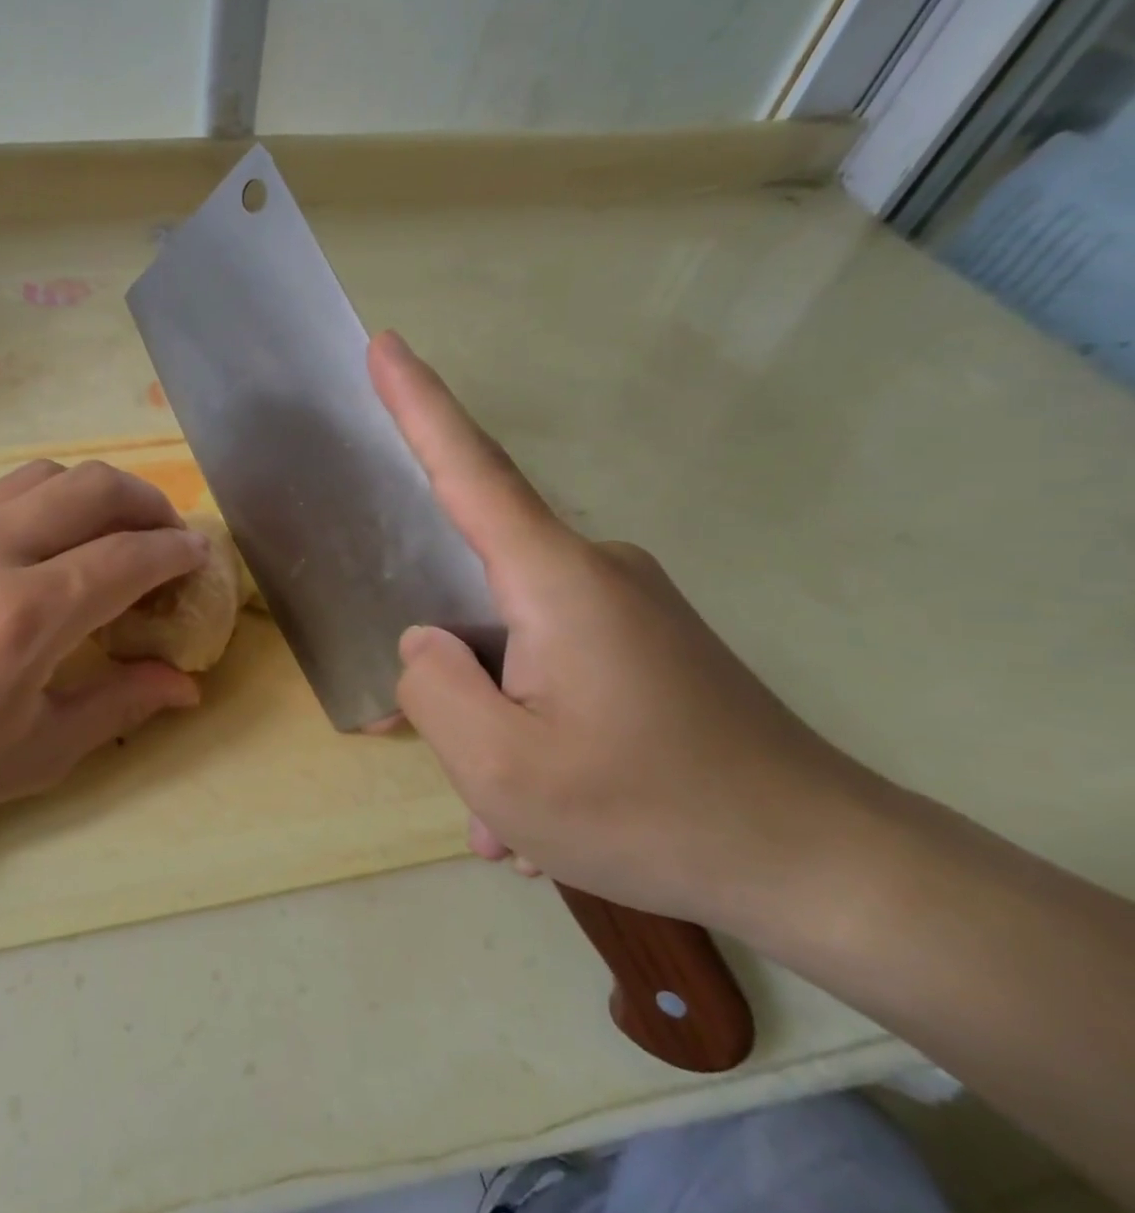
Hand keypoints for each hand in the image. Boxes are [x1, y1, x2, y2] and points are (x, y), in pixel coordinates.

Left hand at [0, 460, 207, 844]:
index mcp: (24, 616)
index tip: (201, 559)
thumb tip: (186, 684)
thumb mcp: (35, 753)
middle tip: (169, 539)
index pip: (126, 557)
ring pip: (49, 473)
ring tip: (117, 532)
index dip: (176, 553)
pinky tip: (56, 539)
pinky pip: (8, 488)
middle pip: (94, 487)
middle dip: (149, 503)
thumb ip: (119, 705)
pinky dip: (53, 496)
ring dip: (99, 492)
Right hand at [369, 331, 884, 937]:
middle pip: (478, 590)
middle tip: (459, 768)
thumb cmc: (653, 814)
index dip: (420, 406)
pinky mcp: (646, 644)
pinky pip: (554, 669)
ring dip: (498, 725)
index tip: (385, 344)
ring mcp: (627, 608)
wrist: (827, 868)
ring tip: (513, 825)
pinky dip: (535, 733)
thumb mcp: (502, 772)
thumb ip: (433, 688)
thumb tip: (426, 642)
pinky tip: (548, 822)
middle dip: (455, 675)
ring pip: (515, 647)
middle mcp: (594, 573)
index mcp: (557, 582)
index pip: (471, 471)